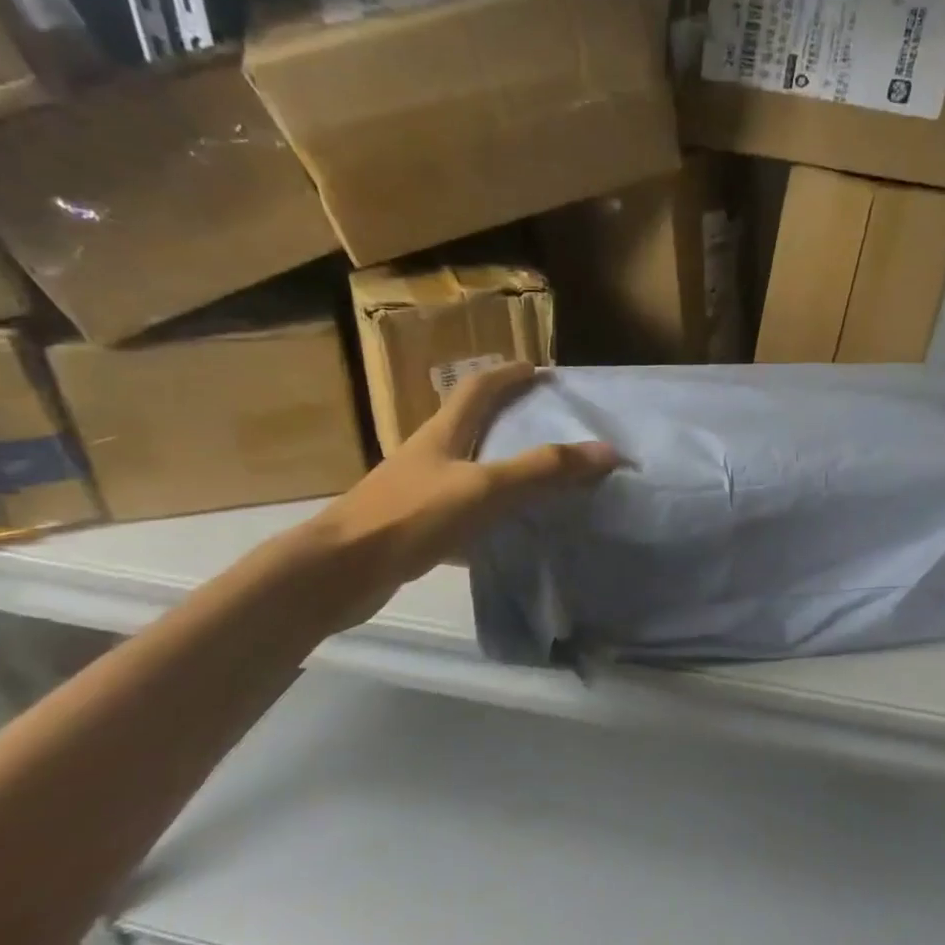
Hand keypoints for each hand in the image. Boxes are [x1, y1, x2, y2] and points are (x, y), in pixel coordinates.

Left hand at [298, 362, 618, 629]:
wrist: (338, 573)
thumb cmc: (410, 517)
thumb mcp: (484, 488)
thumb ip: (543, 470)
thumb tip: (606, 451)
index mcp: (442, 434)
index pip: (477, 389)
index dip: (507, 375)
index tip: (539, 370)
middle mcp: (428, 456)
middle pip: (470, 425)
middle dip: (507, 416)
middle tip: (547, 422)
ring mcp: (416, 492)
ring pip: (467, 469)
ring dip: (500, 465)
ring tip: (537, 475)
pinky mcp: (412, 528)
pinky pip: (461, 510)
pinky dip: (488, 513)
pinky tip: (506, 531)